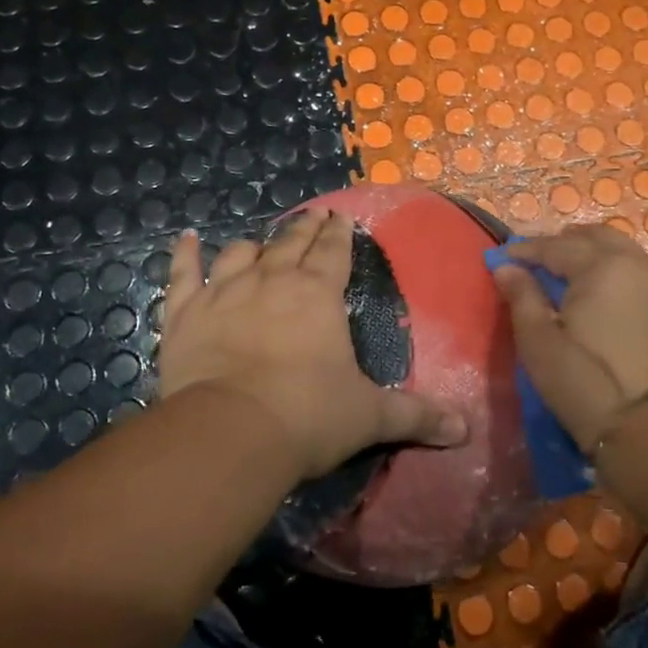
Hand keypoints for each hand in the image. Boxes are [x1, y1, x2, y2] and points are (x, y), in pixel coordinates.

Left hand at [158, 211, 466, 480]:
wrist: (231, 431)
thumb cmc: (307, 416)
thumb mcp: (369, 417)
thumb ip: (416, 416)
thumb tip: (465, 429)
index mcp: (318, 295)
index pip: (334, 252)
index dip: (339, 234)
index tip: (340, 218)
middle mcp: (272, 281)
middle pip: (291, 243)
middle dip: (304, 228)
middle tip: (312, 216)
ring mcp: (223, 291)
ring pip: (240, 253)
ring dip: (254, 245)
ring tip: (260, 242)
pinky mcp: (184, 313)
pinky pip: (182, 274)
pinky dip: (184, 255)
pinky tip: (185, 239)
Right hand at [492, 224, 647, 450]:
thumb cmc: (587, 384)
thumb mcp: (539, 343)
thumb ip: (522, 297)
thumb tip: (506, 267)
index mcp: (602, 267)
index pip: (556, 246)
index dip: (526, 250)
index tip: (504, 257)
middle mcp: (639, 264)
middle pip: (597, 237)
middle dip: (565, 243)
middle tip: (540, 261)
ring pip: (626, 253)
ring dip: (596, 256)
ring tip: (573, 277)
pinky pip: (647, 275)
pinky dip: (623, 274)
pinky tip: (610, 297)